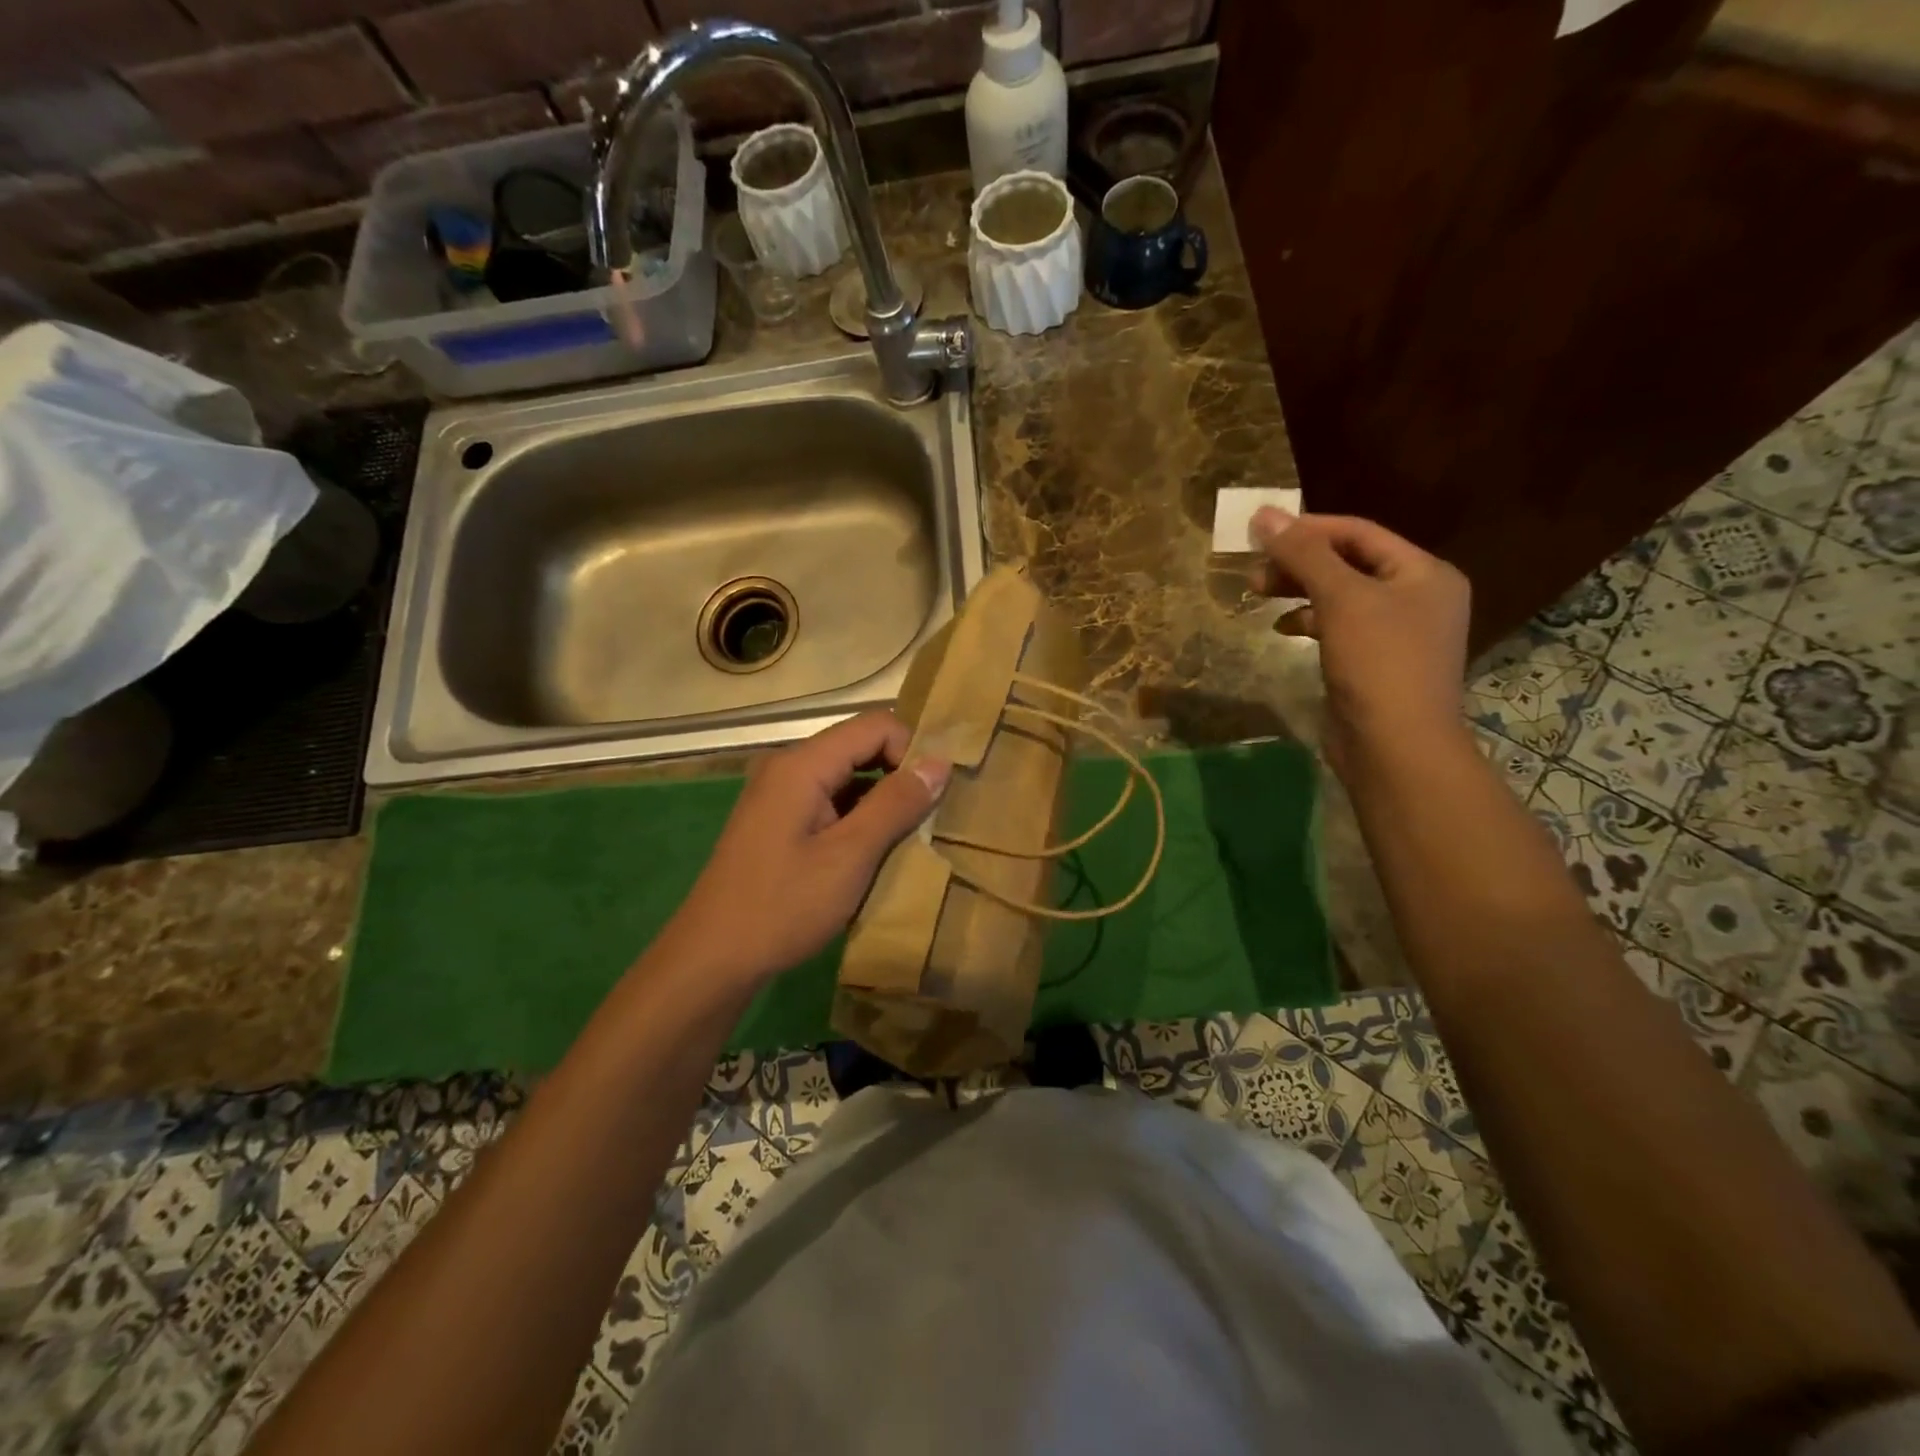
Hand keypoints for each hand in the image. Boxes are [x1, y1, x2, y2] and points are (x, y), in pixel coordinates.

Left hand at [654, 711, 950, 989]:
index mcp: (802, 765)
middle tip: (931, 816)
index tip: (936, 793)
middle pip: (860, 747)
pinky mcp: (779, 821)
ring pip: (847, 776)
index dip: (912, 750)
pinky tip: (875, 851)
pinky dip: (859, 817)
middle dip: (900, 774)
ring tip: (910, 836)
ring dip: (882, 799)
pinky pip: (830, 801)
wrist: (713, 959)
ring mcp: (780, 794)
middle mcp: (789, 767)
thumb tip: (939, 762)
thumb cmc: (784, 906)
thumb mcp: (850, 856)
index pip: (875, 726)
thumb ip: (896, 804)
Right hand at [1250, 507, 1471, 776]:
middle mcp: (1417, 597)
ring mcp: (1397, 633)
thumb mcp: (1340, 599)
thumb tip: (1264, 514)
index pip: (1360, 533)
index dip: (1308, 529)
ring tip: (1258, 594)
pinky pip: (1339, 627)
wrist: (1395, 747)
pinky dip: (1308, 621)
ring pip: (1340, 596)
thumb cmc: (1377, 663)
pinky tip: (1283, 628)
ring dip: (1299, 591)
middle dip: (1299, 563)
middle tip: (1253, 571)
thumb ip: (1303, 554)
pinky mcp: (1374, 663)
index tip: (1260, 534)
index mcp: (1424, 573)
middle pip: (1349, 563)